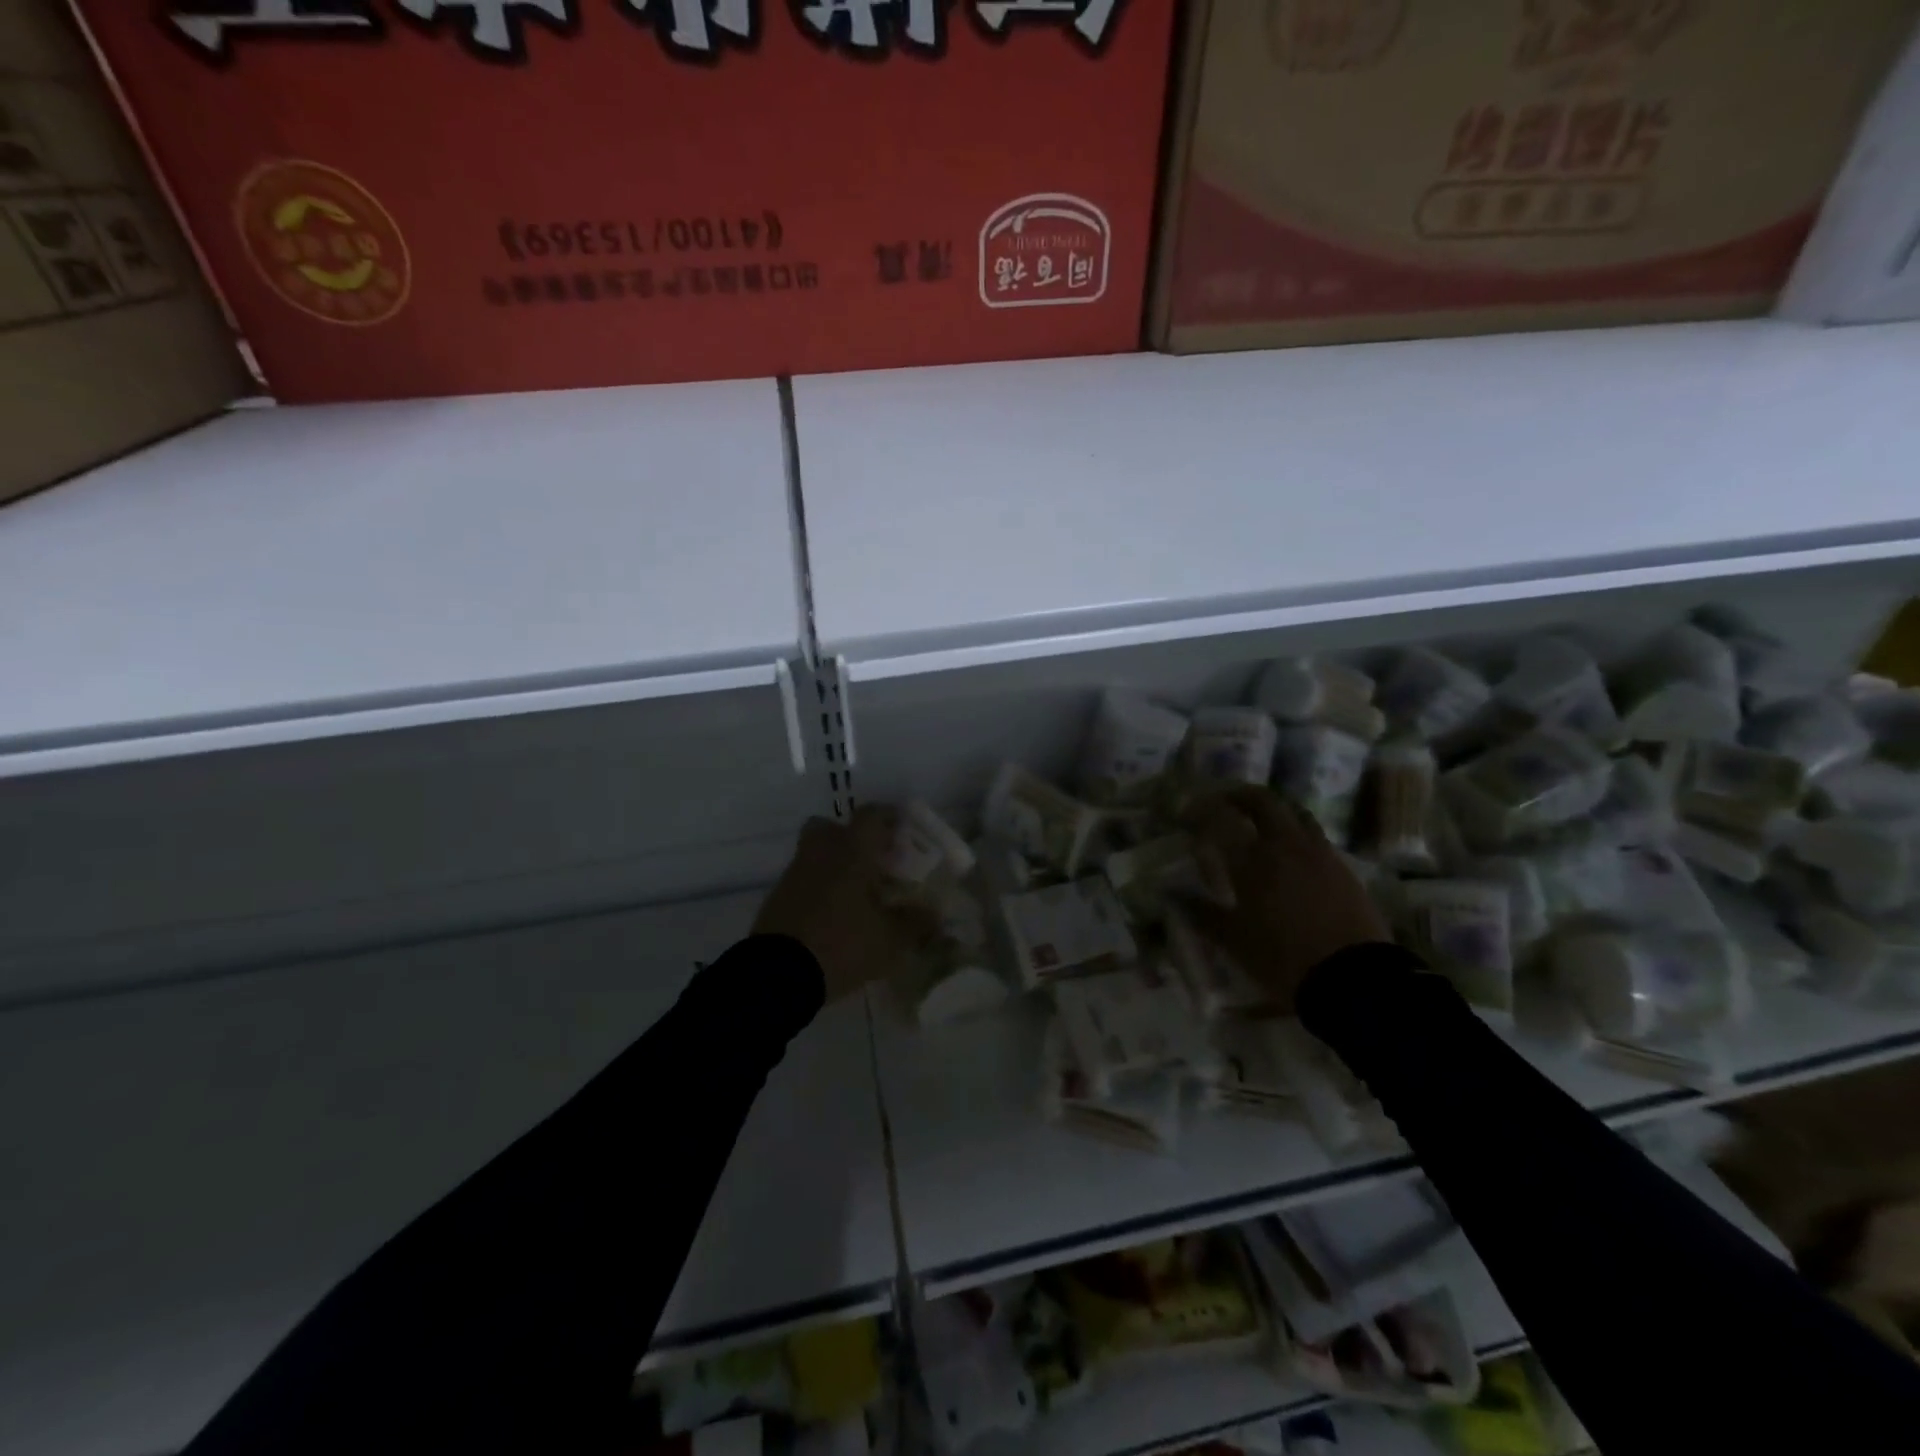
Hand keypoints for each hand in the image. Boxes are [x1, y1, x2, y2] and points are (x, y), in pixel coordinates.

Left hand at [753, 807, 932, 1002]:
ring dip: (835, 864)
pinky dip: (819, 888)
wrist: (777, 975)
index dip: (888, 817)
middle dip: (852, 837)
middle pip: (831, 827)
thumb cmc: (841, 944)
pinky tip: (835, 915)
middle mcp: (820, 854)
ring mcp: (794, 875)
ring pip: (816, 854)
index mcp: (851, 852)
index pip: (870, 816)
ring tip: (857, 894)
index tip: (902, 829)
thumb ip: (915, 923)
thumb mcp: (890, 941)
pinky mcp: (777, 899)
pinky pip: (803, 880)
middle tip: (873, 859)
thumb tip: (935, 914)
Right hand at [1183, 785, 1390, 1012]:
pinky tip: (1289, 852)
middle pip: (1262, 801)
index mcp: (1252, 860)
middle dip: (1239, 796)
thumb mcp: (1234, 940)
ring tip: (1258, 819)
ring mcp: (1318, 853)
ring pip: (1294, 812)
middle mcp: (1284, 845)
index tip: (1185, 813)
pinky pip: (1314, 835)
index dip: (1200, 810)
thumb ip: (1202, 913)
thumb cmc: (1282, 958)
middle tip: (1222, 802)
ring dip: (1272, 808)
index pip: (1220, 819)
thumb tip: (1172, 895)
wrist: (1353, 979)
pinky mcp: (1342, 868)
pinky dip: (1295, 831)